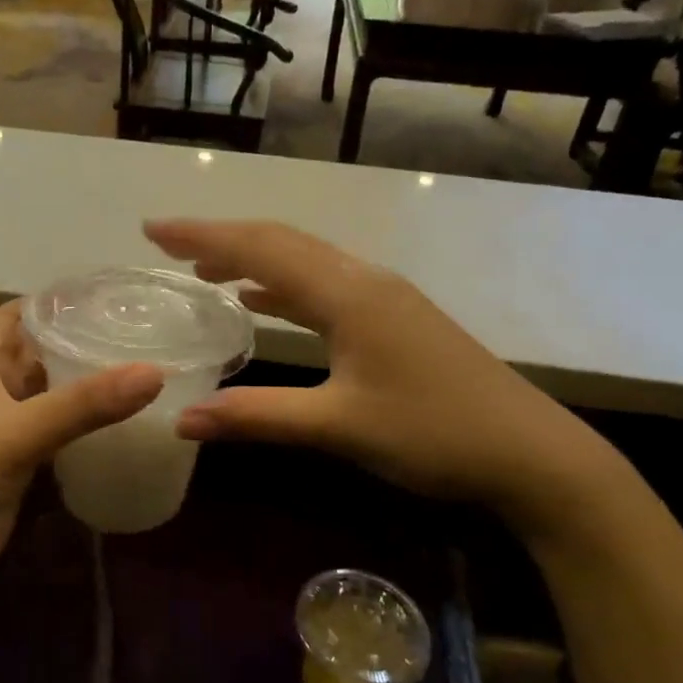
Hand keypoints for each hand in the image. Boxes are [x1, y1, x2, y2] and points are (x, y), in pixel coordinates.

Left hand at [0, 302, 162, 637]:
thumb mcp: (15, 435)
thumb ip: (82, 404)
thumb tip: (155, 372)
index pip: (10, 318)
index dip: (46, 302)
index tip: (100, 294)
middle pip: (34, 357)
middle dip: (75, 342)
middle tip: (138, 333)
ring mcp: (1, 439)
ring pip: (46, 400)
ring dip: (81, 388)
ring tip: (140, 373)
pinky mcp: (13, 476)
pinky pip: (52, 441)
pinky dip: (80, 432)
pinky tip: (118, 431)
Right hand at [145, 219, 626, 520]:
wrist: (530, 452)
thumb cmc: (433, 434)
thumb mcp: (338, 427)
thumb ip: (257, 417)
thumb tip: (182, 419)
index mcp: (347, 293)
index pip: (260, 249)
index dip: (202, 237)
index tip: (152, 230)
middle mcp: (363, 280)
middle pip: (280, 242)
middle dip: (220, 238)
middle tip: (166, 244)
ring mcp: (383, 296)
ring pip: (304, 261)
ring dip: (252, 259)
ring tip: (203, 271)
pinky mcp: (393, 317)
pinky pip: (324, 285)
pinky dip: (283, 285)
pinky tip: (262, 301)